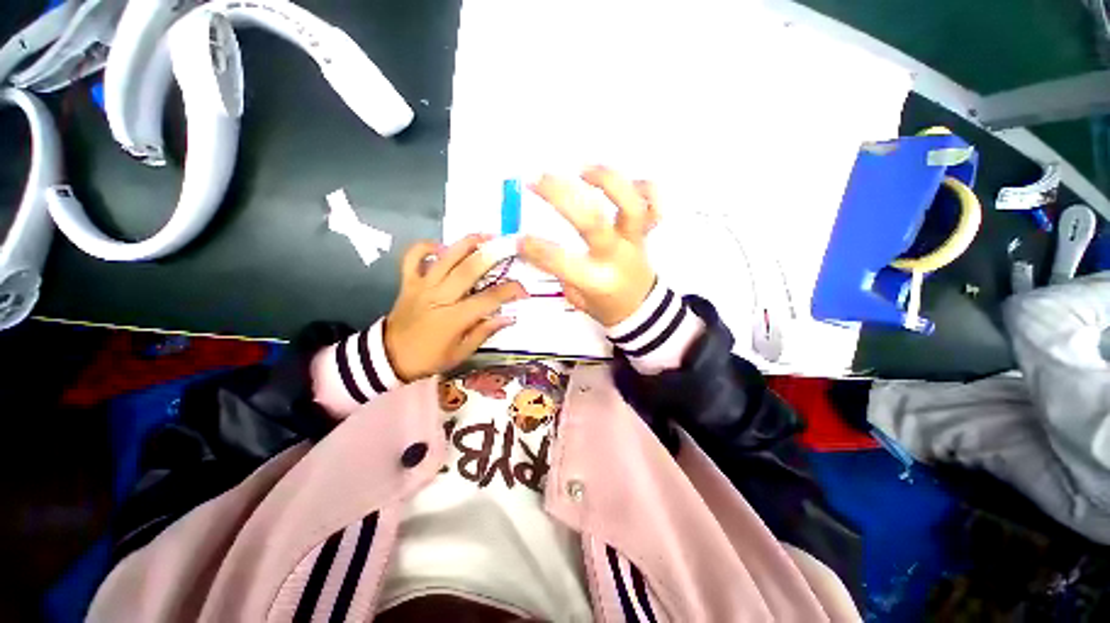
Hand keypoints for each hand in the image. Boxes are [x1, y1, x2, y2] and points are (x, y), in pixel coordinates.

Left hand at [385, 235, 527, 381]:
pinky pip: (413, 256)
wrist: (389, 356)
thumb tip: (508, 317)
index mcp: (454, 318)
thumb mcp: (461, 353)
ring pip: (446, 258)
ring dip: (467, 243)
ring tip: (486, 236)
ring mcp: (422, 286)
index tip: (524, 290)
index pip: (489, 299)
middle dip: (492, 256)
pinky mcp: (409, 281)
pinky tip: (442, 247)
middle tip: (509, 247)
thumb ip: (484, 332)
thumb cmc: (429, 358)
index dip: (509, 292)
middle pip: (469, 270)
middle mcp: (439, 296)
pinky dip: (426, 246)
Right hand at [518, 166, 659, 326]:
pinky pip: (653, 203)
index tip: (519, 238)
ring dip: (608, 182)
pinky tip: (625, 181)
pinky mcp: (646, 231)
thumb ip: (559, 273)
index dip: (537, 249)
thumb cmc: (605, 304)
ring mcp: (634, 241)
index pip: (563, 263)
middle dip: (562, 198)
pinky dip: (645, 187)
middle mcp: (616, 257)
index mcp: (597, 280)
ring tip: (583, 169)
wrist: (641, 308)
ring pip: (631, 206)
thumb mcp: (577, 298)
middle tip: (538, 181)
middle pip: (593, 222)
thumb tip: (533, 248)